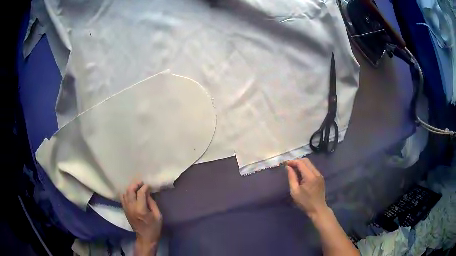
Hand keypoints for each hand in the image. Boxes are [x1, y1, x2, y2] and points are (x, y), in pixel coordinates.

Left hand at [121, 181, 161, 254]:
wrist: (145, 238)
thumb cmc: (154, 227)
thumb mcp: (158, 215)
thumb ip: (152, 202)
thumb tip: (147, 192)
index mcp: (141, 209)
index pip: (140, 193)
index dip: (144, 187)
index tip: (148, 185)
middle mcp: (131, 207)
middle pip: (130, 190)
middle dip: (135, 184)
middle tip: (141, 183)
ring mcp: (126, 209)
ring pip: (125, 193)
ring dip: (130, 188)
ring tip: (137, 187)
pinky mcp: (125, 210)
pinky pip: (123, 198)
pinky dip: (126, 193)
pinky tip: (132, 194)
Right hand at [286, 158, 329, 219]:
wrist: (318, 209)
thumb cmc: (305, 202)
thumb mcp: (295, 192)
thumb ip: (291, 178)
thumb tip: (288, 167)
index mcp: (310, 176)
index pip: (301, 163)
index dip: (292, 162)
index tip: (285, 164)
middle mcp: (316, 173)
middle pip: (306, 161)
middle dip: (297, 161)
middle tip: (288, 166)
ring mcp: (319, 175)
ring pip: (310, 164)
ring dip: (301, 164)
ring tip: (293, 169)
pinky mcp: (320, 177)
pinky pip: (312, 168)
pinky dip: (305, 168)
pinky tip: (300, 174)